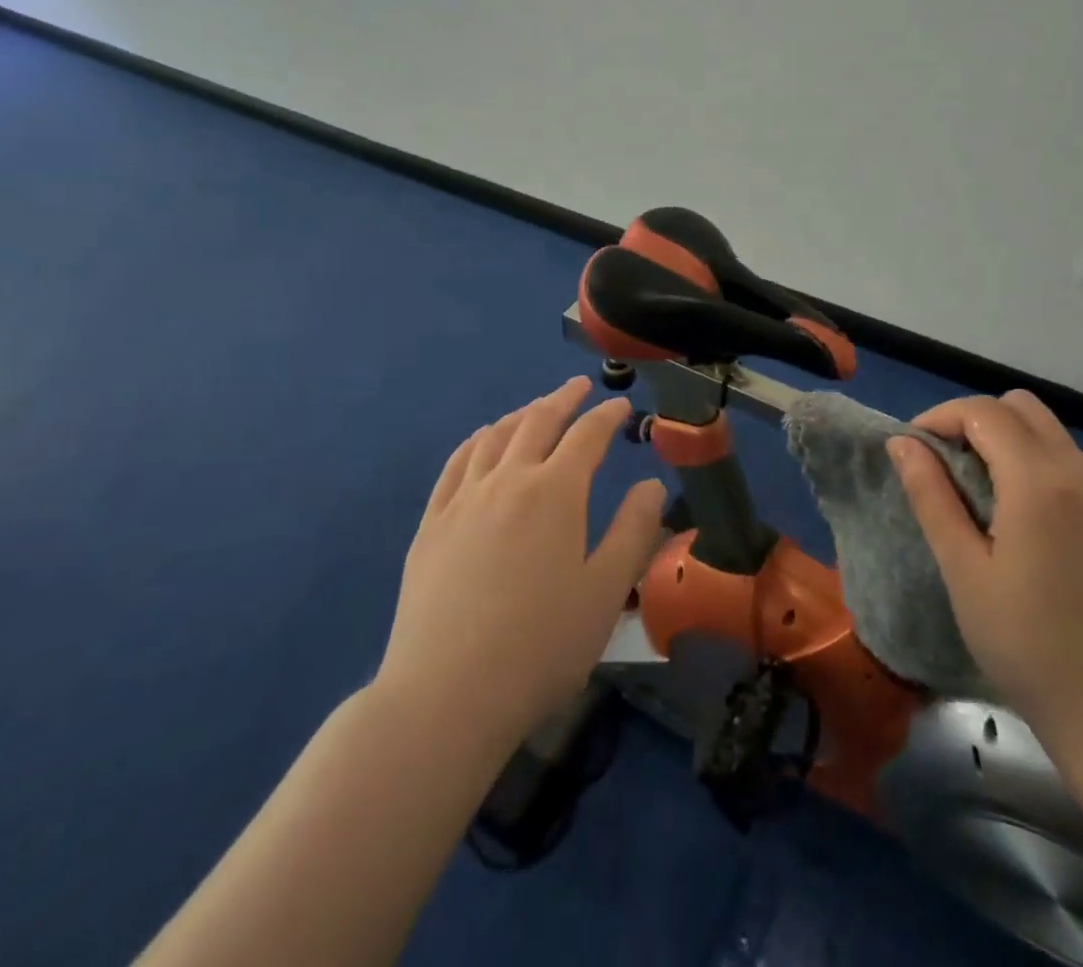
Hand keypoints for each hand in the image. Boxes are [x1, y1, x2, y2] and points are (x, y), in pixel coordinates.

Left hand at [377, 378, 666, 748]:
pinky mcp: (431, 524)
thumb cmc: (540, 645)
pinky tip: (480, 444)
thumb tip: (651, 484)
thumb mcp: (606, 591)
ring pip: (493, 437)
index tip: (621, 406)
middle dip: (562, 399)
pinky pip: (455, 465)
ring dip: (520, 415)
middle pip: (537, 422)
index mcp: (555, 493)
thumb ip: (634, 531)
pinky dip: (475, 442)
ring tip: (534, 410)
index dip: (606, 416)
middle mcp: (507, 481)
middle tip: (578, 387)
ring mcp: (462, 500)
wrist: (447, 694)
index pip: (587, 436)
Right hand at [887, 391, 1082, 735]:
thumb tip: (902, 442)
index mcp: (1039, 482)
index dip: (940, 417)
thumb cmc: (1022, 642)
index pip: (983, 412)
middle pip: (1021, 407)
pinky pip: (1078, 464)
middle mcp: (1082, 472)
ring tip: (985, 491)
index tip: (914, 448)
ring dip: (1011, 441)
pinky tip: (1029, 516)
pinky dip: (1043, 465)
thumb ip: (931, 495)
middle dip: (976, 421)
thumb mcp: (962, 568)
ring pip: (1052, 432)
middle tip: (947, 464)